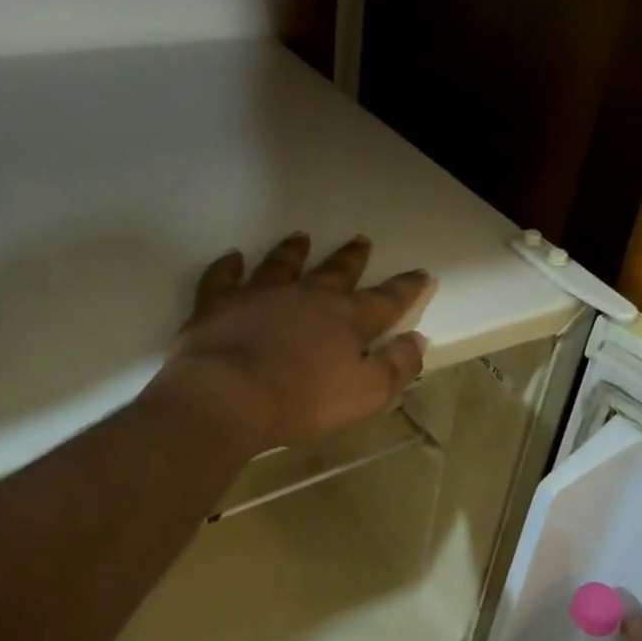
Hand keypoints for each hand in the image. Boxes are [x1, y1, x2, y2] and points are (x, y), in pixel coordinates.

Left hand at [149, 233, 430, 454]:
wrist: (227, 397)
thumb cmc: (302, 402)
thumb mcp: (366, 395)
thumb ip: (396, 367)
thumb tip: (418, 340)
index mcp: (345, 320)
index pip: (385, 300)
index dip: (406, 288)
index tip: (422, 274)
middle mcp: (306, 296)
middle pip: (335, 272)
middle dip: (352, 258)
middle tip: (361, 241)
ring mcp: (260, 295)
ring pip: (281, 264)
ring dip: (293, 251)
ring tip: (301, 238)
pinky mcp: (219, 304)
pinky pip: (223, 277)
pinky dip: (228, 266)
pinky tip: (232, 258)